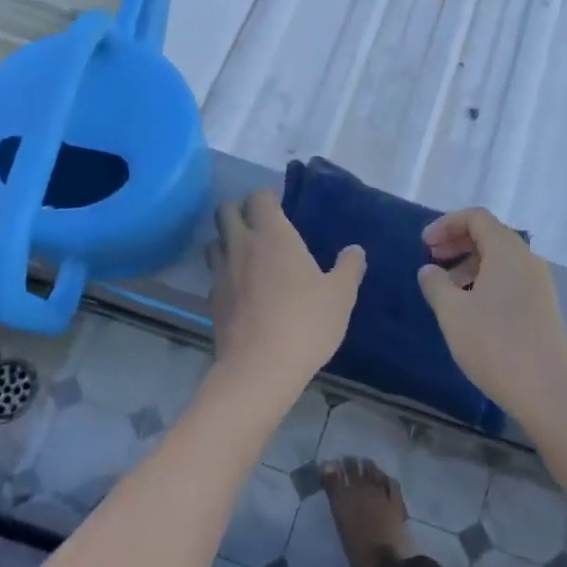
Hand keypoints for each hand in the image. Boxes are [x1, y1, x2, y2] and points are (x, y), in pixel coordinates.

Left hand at [206, 190, 364, 397]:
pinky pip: (214, 274)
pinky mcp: (212, 300)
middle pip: (225, 211)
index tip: (281, 206)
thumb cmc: (305, 322)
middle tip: (260, 225)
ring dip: (227, 240)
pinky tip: (241, 289)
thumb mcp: (341, 295)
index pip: (259, 197)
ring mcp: (222, 272)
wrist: (259, 369)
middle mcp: (242, 245)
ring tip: (246, 254)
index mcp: (273, 235)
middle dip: (239, 210)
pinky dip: (224, 272)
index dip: (268, 197)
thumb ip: (349, 267)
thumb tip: (355, 250)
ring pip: (214, 241)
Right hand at [417, 208, 566, 420]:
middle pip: (490, 235)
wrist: (549, 391)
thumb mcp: (453, 313)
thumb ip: (436, 284)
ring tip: (447, 289)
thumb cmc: (495, 344)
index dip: (447, 224)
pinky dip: (486, 281)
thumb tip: (430, 270)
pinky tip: (470, 309)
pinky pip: (510, 279)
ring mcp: (539, 284)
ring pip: (500, 259)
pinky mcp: (543, 307)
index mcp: (507, 250)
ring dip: (470, 264)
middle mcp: (527, 259)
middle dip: (457, 242)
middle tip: (431, 261)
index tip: (424, 245)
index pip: (476, 217)